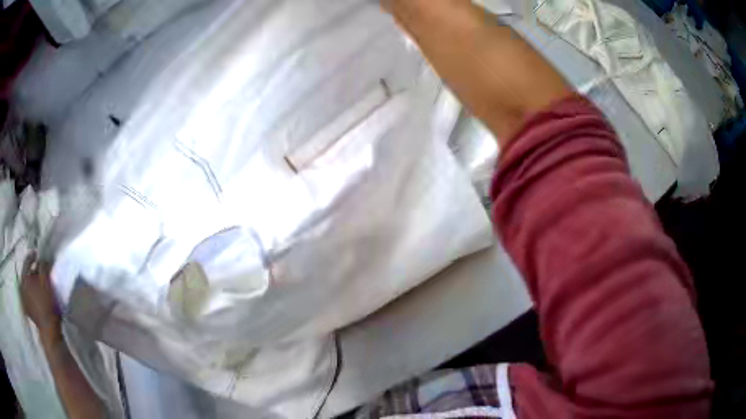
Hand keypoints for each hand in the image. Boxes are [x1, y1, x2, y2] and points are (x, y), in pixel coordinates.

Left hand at [21, 254, 60, 336]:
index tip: (39, 255)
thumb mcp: (47, 282)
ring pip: (27, 286)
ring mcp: (24, 300)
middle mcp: (21, 287)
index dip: (33, 256)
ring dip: (33, 283)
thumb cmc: (47, 304)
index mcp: (24, 278)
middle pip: (26, 274)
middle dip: (33, 271)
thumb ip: (43, 267)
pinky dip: (32, 293)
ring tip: (39, 284)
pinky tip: (37, 296)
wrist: (49, 331)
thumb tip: (42, 258)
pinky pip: (28, 296)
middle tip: (40, 271)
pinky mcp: (28, 310)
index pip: (27, 261)